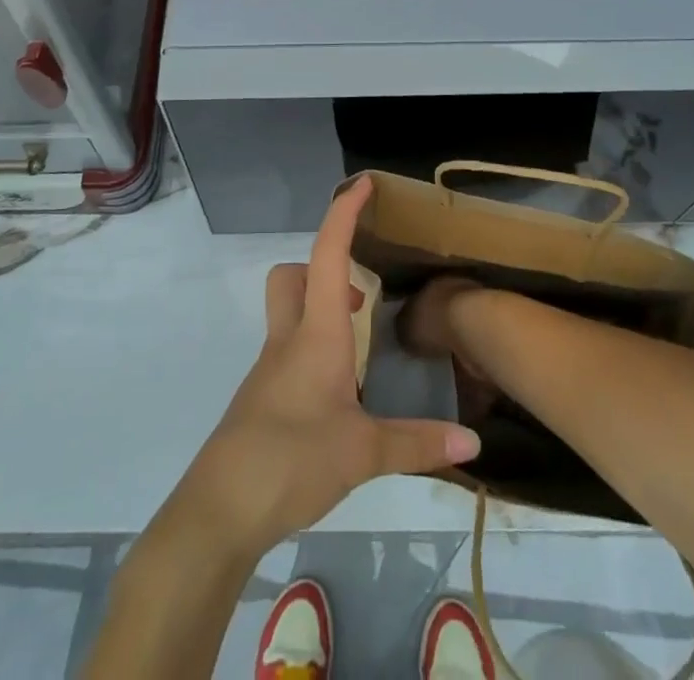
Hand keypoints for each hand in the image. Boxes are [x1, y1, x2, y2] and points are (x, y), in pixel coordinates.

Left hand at [167, 176, 480, 558]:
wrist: (220, 509)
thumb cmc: (291, 460)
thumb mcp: (362, 453)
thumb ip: (417, 443)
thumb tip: (473, 442)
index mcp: (316, 334)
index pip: (328, 255)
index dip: (344, 214)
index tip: (363, 183)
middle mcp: (289, 339)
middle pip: (293, 276)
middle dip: (323, 269)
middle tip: (361, 299)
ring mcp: (271, 368)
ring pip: (289, 312)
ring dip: (321, 311)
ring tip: (361, 347)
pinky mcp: (264, 397)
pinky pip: (289, 351)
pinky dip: (315, 350)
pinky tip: (339, 394)